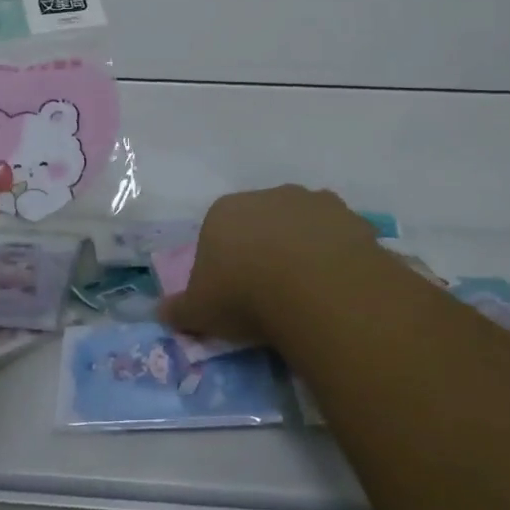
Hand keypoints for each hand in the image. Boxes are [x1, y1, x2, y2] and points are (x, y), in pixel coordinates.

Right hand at [158, 185, 379, 345]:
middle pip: (260, 225)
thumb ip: (180, 310)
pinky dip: (335, 257)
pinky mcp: (349, 217)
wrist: (315, 288)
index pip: (217, 234)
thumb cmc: (245, 295)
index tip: (232, 296)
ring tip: (308, 295)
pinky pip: (337, 238)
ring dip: (302, 251)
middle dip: (264, 252)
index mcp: (224, 212)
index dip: (224, 265)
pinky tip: (336, 289)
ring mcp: (310, 202)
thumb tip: (161, 313)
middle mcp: (266, 196)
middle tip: (271, 296)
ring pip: (301, 227)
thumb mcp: (201, 311)